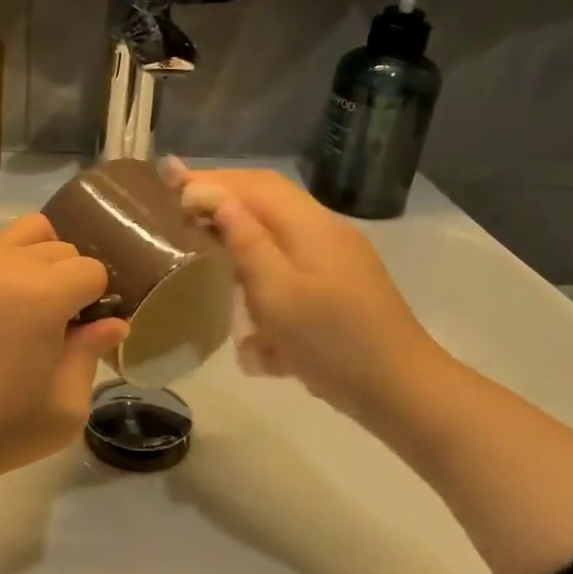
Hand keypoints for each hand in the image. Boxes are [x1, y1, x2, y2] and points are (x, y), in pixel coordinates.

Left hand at [0, 215, 127, 492]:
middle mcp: (7, 265)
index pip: (91, 270)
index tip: (86, 333)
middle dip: (72, 280)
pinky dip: (10, 266)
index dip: (98, 301)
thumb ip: (91, 353)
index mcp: (42, 295)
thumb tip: (113, 323)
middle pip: (62, 248)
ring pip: (28, 233)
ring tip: (33, 306)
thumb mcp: (65, 405)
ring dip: (43, 261)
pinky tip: (0, 311)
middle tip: (61, 326)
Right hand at [167, 164, 445, 416]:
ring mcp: (337, 260)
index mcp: (311, 226)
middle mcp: (326, 232)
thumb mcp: (278, 293)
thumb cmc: (333, 343)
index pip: (254, 184)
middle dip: (222, 198)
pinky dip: (260, 268)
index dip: (210, 179)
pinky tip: (244, 297)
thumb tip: (211, 196)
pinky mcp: (340, 287)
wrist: (405, 394)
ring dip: (239, 231)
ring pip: (278, 230)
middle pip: (267, 199)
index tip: (167, 179)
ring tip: (202, 240)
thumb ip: (244, 241)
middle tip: (178, 205)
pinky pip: (290, 263)